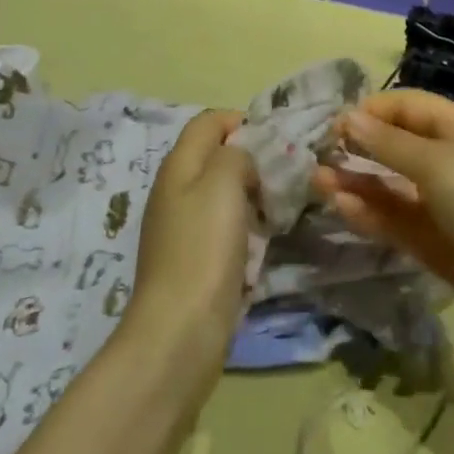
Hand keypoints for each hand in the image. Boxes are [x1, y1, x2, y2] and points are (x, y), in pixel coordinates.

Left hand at [125, 110, 256, 370]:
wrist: (180, 333)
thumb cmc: (203, 248)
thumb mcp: (223, 182)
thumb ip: (236, 154)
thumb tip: (241, 157)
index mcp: (178, 165)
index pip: (208, 121)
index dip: (240, 121)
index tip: (273, 141)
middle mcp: (174, 191)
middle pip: (214, 156)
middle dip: (248, 159)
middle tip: (280, 175)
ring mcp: (180, 228)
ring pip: (219, 193)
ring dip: (248, 196)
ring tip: (275, 208)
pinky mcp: (191, 261)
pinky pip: (221, 228)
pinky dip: (242, 228)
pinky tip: (259, 242)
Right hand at [313, 89, 453, 344]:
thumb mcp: (437, 163)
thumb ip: (388, 144)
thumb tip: (347, 117)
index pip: (408, 107)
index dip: (373, 110)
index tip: (335, 123)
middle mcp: (449, 162)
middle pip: (397, 147)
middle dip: (359, 148)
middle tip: (319, 155)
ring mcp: (442, 206)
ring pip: (392, 187)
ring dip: (357, 183)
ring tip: (317, 181)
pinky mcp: (436, 245)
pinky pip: (397, 222)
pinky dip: (371, 214)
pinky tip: (341, 207)